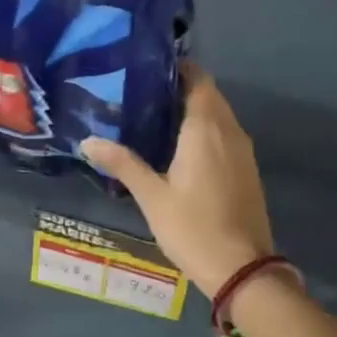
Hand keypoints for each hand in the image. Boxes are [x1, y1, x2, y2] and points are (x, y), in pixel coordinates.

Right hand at [81, 68, 275, 297]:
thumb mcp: (152, 196)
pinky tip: (181, 148)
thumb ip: (122, 163)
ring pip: (219, 115)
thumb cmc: (193, 227)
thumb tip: (88, 140)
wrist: (243, 267)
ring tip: (156, 118)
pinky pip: (226, 135)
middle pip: (208, 94)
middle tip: (142, 94)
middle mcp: (229, 130)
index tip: (148, 70)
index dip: (176, 69)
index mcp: (206, 127)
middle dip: (180, 89)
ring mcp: (243, 149)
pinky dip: (206, 131)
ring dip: (194, 110)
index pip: (198, 79)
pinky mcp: (248, 168)